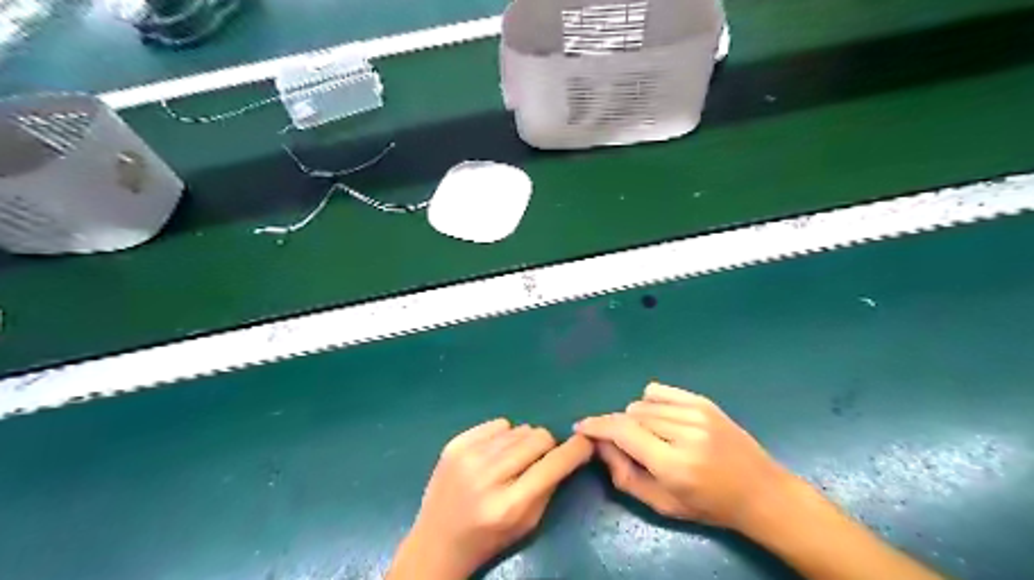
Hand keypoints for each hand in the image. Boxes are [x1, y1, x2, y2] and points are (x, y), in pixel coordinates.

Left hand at [389, 419, 592, 576]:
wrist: (436, 542)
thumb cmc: (488, 537)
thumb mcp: (527, 523)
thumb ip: (549, 487)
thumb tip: (569, 451)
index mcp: (509, 505)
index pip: (553, 465)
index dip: (575, 450)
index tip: (586, 442)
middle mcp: (487, 476)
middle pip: (537, 437)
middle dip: (546, 446)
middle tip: (538, 460)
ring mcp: (468, 457)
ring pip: (519, 428)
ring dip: (523, 442)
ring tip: (511, 461)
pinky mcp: (454, 444)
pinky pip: (497, 424)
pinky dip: (503, 436)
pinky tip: (493, 454)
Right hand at [578, 383, 789, 531]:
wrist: (760, 492)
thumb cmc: (709, 506)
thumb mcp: (662, 504)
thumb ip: (624, 476)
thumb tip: (600, 445)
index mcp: (673, 464)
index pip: (622, 432)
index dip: (596, 426)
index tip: (581, 427)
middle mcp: (684, 433)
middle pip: (630, 415)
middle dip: (618, 429)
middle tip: (624, 446)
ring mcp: (696, 413)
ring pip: (642, 403)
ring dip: (635, 419)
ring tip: (649, 437)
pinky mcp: (703, 401)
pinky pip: (658, 391)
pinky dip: (649, 403)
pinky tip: (659, 419)